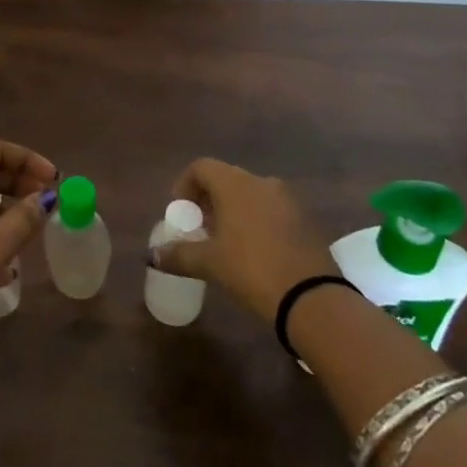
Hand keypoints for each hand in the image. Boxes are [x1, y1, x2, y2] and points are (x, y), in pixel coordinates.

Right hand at [149, 158, 335, 321]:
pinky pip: (271, 210)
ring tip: (225, 242)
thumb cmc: (252, 270)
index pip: (201, 167)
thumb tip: (153, 255)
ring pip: (250, 194)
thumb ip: (179, 255)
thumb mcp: (210, 264)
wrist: (313, 299)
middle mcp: (261, 182)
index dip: (185, 185)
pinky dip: (256, 221)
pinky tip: (254, 251)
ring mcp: (287, 199)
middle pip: (226, 178)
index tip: (181, 213)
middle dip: (209, 200)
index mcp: (235, 184)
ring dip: (233, 210)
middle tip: (200, 229)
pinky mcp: (305, 220)